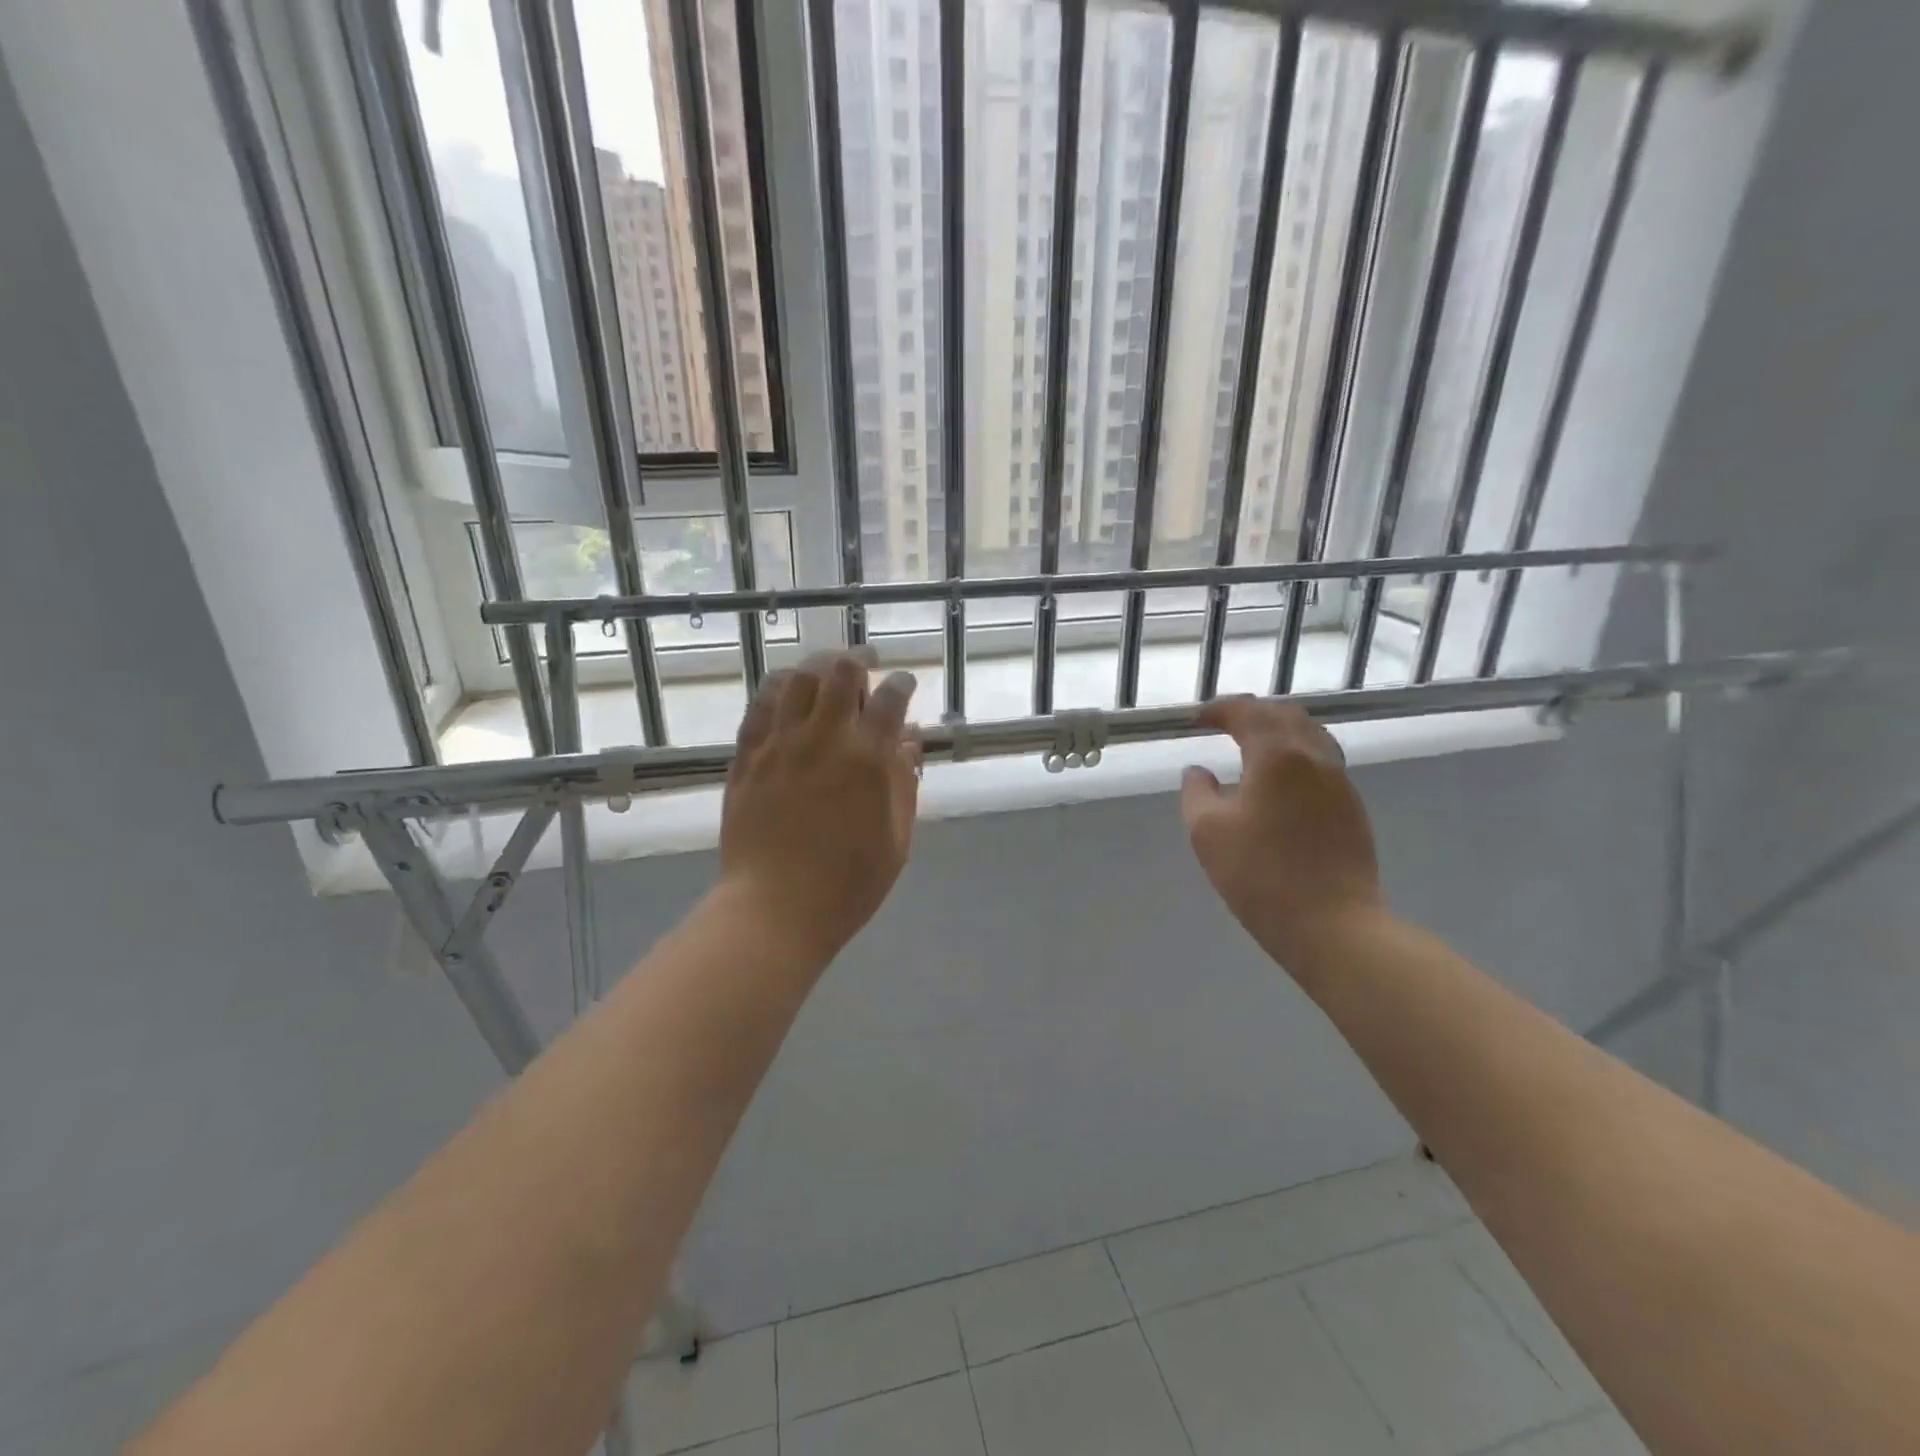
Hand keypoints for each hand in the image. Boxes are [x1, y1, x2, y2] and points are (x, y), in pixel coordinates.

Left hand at [719, 649, 921, 961]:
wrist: (775, 909)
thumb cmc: (847, 884)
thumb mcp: (896, 840)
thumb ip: (904, 784)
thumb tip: (908, 741)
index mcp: (867, 760)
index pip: (890, 699)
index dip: (901, 684)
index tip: (904, 686)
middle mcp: (823, 739)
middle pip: (840, 672)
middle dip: (858, 659)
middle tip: (866, 663)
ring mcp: (779, 745)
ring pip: (796, 679)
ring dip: (816, 667)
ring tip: (825, 672)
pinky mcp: (747, 758)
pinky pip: (759, 707)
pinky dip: (777, 689)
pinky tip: (786, 691)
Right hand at [1180, 697, 1384, 975]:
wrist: (1333, 924)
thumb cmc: (1260, 875)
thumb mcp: (1207, 832)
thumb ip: (1197, 792)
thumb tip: (1199, 772)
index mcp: (1277, 755)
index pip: (1248, 712)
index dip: (1219, 710)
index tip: (1197, 721)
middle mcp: (1314, 757)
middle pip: (1285, 715)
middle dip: (1252, 713)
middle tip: (1224, 726)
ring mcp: (1340, 782)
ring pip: (1310, 736)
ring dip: (1278, 731)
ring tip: (1253, 747)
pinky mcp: (1352, 808)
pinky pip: (1322, 762)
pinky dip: (1295, 755)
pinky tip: (1279, 782)